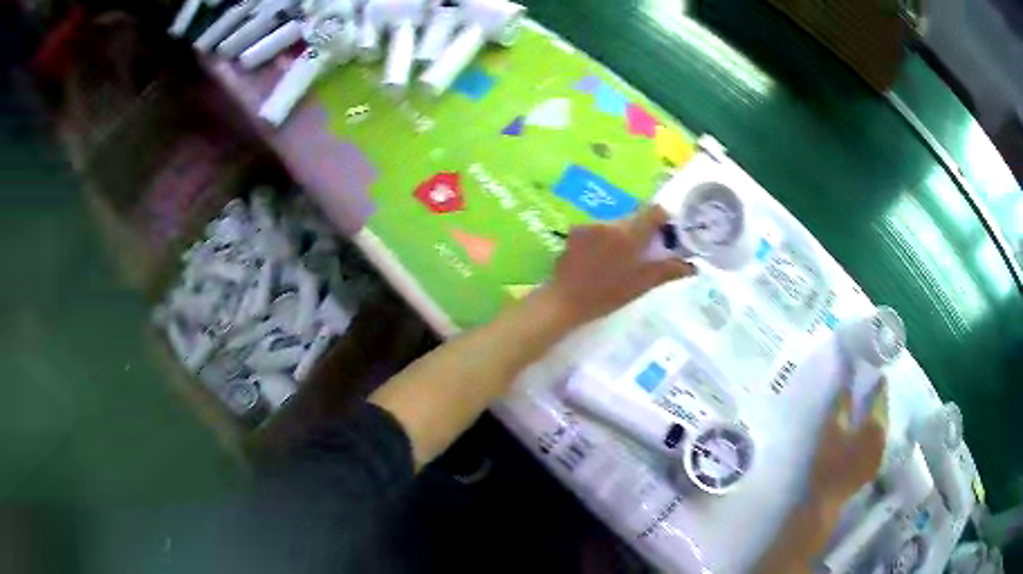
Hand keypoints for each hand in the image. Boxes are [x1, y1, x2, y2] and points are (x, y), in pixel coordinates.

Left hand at [545, 205, 696, 326]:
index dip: (665, 219)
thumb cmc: (607, 295)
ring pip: (617, 222)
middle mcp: (610, 222)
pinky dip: (607, 238)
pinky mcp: (576, 231)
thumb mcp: (642, 284)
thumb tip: (693, 267)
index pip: (654, 210)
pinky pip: (600, 228)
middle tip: (648, 252)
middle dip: (645, 230)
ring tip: (624, 259)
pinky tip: (604, 259)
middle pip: (635, 216)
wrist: (564, 302)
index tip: (668, 235)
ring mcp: (590, 225)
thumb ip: (669, 270)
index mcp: (629, 233)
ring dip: (624, 235)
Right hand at [810, 379, 888, 505]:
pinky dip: (875, 431)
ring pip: (883, 425)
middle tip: (871, 388)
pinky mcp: (876, 464)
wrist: (827, 499)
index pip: (881, 395)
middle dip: (878, 398)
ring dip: (877, 415)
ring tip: (868, 408)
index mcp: (876, 423)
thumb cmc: (829, 462)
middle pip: (884, 410)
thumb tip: (848, 382)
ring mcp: (882, 451)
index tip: (875, 371)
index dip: (878, 382)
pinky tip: (867, 432)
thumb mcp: (831, 429)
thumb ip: (841, 403)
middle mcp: (884, 435)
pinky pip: (880, 439)